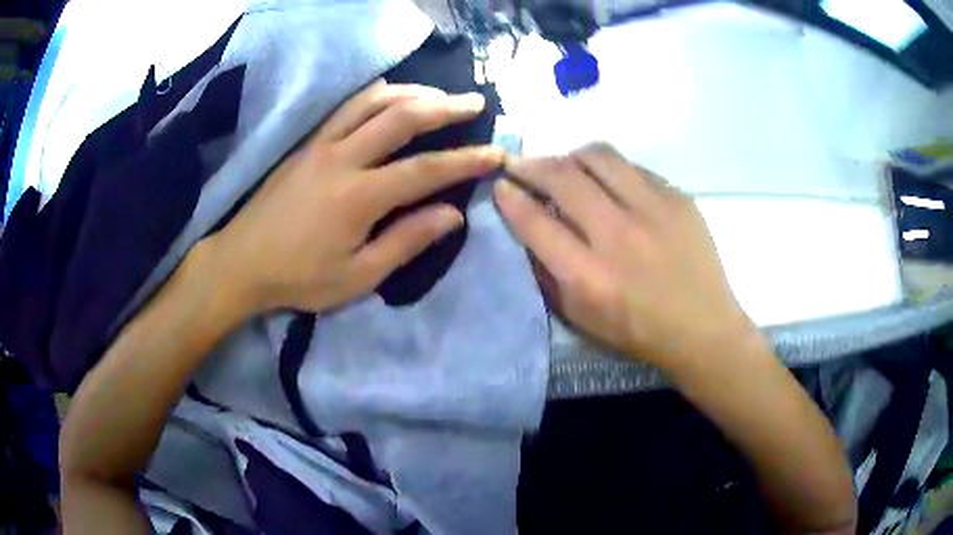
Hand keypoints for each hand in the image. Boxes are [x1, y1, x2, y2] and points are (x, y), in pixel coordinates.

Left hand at [205, 80, 503, 314]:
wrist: (241, 262)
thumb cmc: (300, 278)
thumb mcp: (357, 277)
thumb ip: (406, 241)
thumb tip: (452, 214)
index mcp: (358, 197)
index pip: (425, 170)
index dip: (465, 160)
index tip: (496, 153)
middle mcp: (342, 158)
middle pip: (401, 117)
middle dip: (445, 107)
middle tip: (475, 103)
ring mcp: (321, 145)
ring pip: (372, 101)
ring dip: (412, 92)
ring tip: (439, 95)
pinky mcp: (307, 144)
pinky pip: (346, 107)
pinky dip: (376, 94)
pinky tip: (390, 94)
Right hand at [495, 143, 755, 368]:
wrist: (703, 328)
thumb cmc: (638, 331)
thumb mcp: (581, 319)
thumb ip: (549, 274)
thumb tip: (529, 230)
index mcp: (589, 277)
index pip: (535, 222)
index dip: (510, 198)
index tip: (501, 185)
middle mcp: (618, 235)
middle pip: (562, 177)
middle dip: (530, 165)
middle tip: (521, 165)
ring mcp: (653, 210)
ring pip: (598, 156)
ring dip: (570, 156)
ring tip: (566, 166)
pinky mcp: (677, 198)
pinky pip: (633, 166)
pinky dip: (610, 169)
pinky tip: (610, 182)